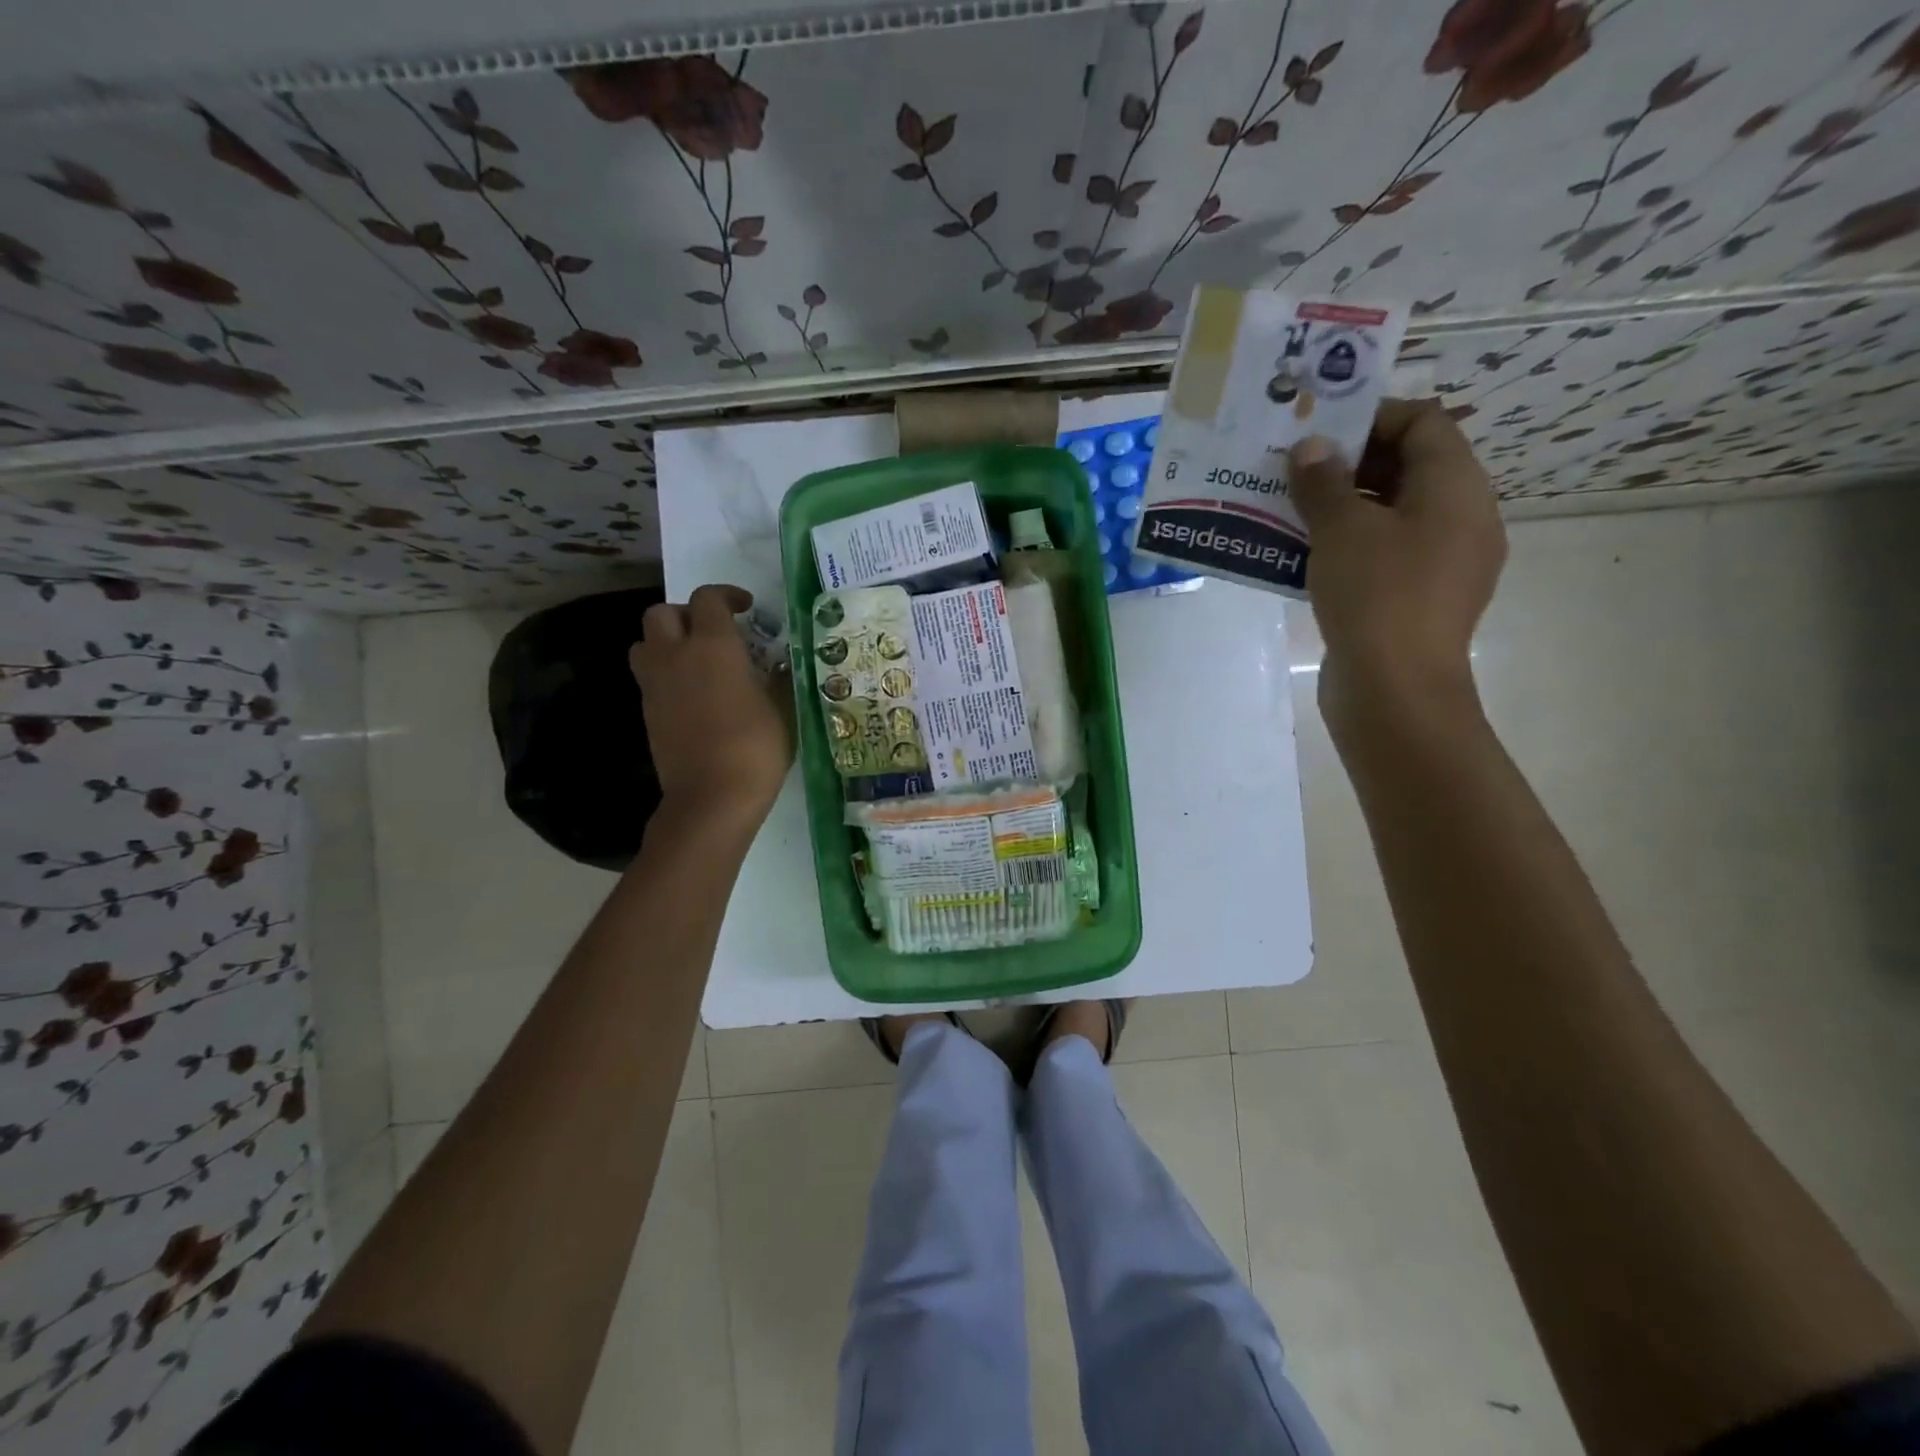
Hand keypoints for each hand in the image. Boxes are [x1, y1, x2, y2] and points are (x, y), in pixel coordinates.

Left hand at [629, 584, 792, 823]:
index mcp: (713, 646)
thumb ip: (776, 679)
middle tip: (711, 632)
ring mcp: (655, 685)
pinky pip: (649, 677)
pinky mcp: (647, 712)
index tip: (745, 608)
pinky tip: (692, 695)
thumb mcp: (781, 709)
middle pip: (661, 613)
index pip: (707, 599)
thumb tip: (779, 667)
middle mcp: (676, 656)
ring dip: (665, 642)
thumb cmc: (756, 747)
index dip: (726, 595)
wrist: (712, 796)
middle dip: (685, 614)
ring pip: (644, 643)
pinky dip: (666, 675)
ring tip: (694, 661)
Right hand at [1289, 398, 1505, 734]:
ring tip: (1291, 511)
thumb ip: (1322, 483)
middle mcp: (1462, 518)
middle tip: (1295, 470)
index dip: (1371, 417)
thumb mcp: (1341, 531)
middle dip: (1349, 464)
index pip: (1424, 423)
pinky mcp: (1419, 599)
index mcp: (1456, 488)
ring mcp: (1444, 563)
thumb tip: (1310, 448)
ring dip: (1343, 507)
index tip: (1318, 432)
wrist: (1394, 691)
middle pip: (1409, 468)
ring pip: (1392, 515)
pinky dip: (1350, 546)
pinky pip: (1386, 554)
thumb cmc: (1376, 596)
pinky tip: (1306, 556)